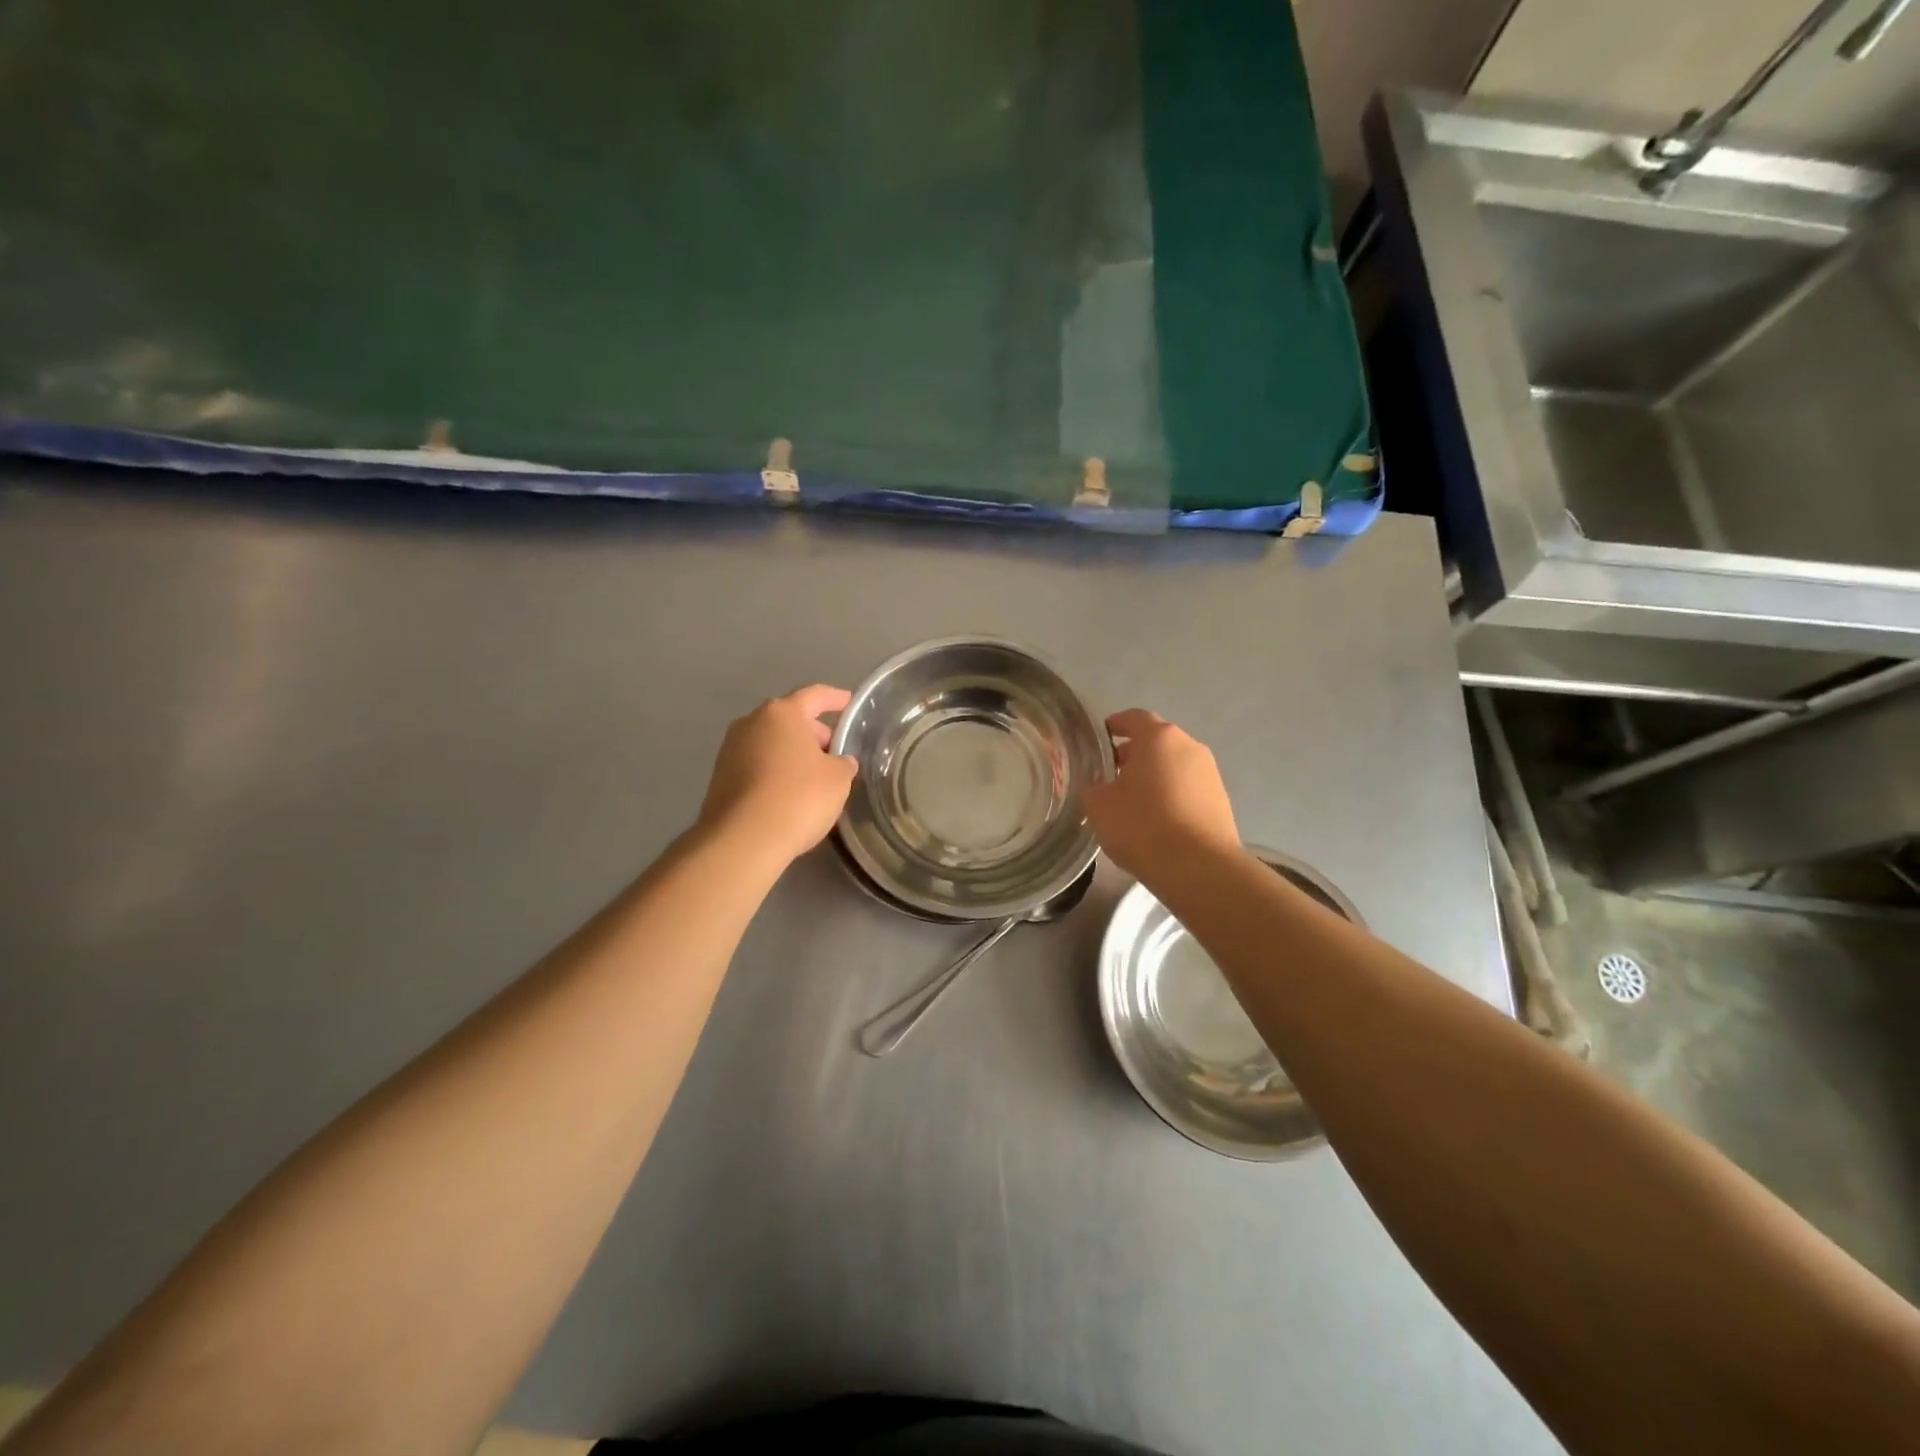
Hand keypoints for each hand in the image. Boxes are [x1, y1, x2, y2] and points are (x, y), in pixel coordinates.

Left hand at [698, 685, 857, 865]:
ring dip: (793, 753)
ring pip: (771, 742)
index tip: (850, 703)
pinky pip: (757, 765)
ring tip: (815, 776)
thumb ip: (843, 763)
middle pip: (789, 719)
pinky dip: (775, 771)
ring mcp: (730, 750)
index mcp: (782, 713)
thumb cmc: (798, 797)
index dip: (836, 698)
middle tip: (835, 751)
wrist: (743, 840)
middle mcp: (751, 723)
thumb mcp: (837, 779)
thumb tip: (840, 761)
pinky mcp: (720, 777)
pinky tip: (790, 793)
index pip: (815, 696)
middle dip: (814, 732)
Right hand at [1082, 709, 1239, 881]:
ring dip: (1155, 776)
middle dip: (1134, 754)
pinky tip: (1157, 820)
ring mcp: (1210, 774)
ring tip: (1134, 802)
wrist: (1199, 868)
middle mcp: (1189, 747)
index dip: (1115, 725)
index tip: (1101, 737)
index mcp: (1158, 738)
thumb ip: (1093, 787)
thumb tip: (1098, 786)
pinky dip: (1172, 795)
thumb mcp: (1099, 805)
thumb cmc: (1142, 826)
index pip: (1134, 718)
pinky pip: (1188, 788)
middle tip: (1112, 775)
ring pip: (1174, 765)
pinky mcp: (1221, 801)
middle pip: (1157, 742)